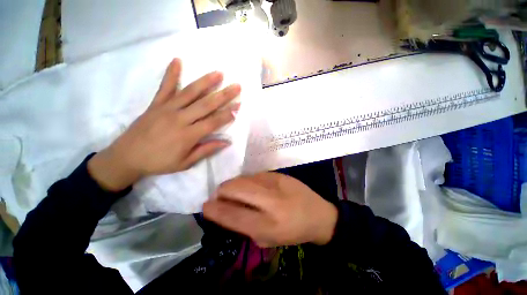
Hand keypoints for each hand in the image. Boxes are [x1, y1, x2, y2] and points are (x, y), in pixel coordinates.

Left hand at [88, 58, 240, 190]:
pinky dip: (171, 73)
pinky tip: (177, 60)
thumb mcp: (185, 162)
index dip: (227, 115)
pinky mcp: (156, 104)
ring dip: (206, 82)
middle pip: (206, 104)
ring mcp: (167, 108)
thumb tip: (226, 143)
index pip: (213, 122)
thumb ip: (206, 150)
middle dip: (224, 95)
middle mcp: (180, 119)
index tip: (238, 107)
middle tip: (237, 87)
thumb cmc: (159, 162)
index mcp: (188, 135)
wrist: (127, 157)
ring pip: (190, 93)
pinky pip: (165, 87)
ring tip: (219, 73)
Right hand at [203, 173, 337, 246]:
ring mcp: (276, 183)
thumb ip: (245, 226)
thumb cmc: (293, 231)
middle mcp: (272, 201)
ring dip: (233, 184)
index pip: (234, 216)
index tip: (205, 206)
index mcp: (269, 225)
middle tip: (219, 196)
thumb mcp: (268, 239)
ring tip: (233, 191)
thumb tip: (225, 211)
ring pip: (244, 178)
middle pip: (236, 189)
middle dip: (222, 191)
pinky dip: (246, 180)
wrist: (318, 213)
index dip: (215, 210)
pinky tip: (250, 186)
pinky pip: (254, 175)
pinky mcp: (279, 174)